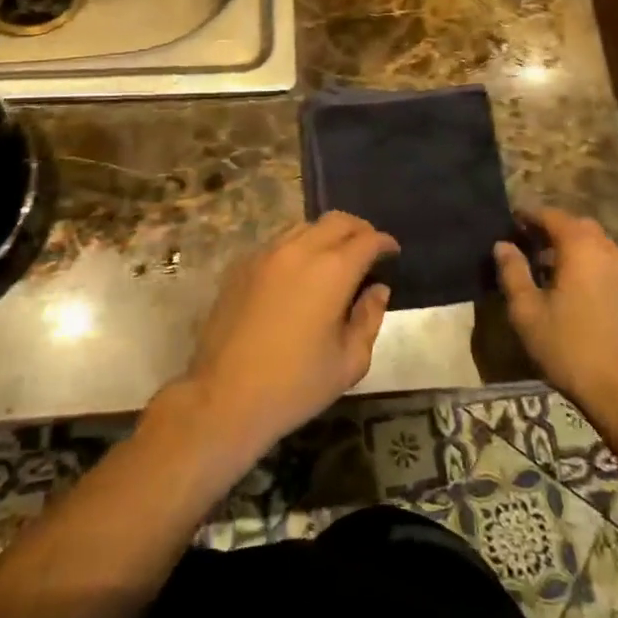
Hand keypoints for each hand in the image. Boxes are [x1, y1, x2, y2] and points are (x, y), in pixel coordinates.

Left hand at [176, 213, 396, 465]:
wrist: (224, 397)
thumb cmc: (295, 385)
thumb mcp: (349, 362)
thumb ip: (369, 318)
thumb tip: (378, 290)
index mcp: (332, 271)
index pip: (367, 239)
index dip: (384, 243)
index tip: (392, 253)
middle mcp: (300, 250)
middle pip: (337, 220)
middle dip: (358, 229)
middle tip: (368, 249)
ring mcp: (266, 253)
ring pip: (305, 225)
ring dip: (326, 235)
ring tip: (334, 259)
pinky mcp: (242, 264)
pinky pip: (278, 242)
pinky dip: (298, 247)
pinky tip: (298, 273)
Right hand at [494, 208, 617, 418]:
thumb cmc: (569, 347)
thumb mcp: (527, 311)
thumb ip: (512, 272)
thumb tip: (502, 245)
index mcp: (580, 247)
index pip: (552, 216)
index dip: (529, 215)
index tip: (511, 221)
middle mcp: (608, 248)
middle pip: (576, 225)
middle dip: (551, 229)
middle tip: (527, 243)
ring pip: (595, 243)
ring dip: (572, 245)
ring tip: (548, 267)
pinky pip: (608, 260)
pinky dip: (589, 261)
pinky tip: (574, 285)